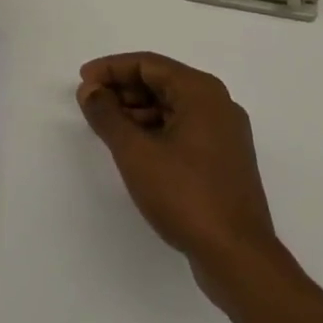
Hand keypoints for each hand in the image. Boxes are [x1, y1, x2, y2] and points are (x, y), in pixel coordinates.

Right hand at [78, 53, 279, 291]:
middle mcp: (218, 103)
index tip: (83, 81)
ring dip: (138, 111)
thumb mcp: (136, 153)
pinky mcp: (225, 161)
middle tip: (91, 104)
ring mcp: (225, 133)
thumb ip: (108, 115)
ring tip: (107, 127)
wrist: (238, 258)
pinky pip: (184, 130)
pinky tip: (135, 149)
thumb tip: (90, 90)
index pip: (148, 64)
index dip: (111, 69)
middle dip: (123, 90)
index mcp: (201, 91)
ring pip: (173, 108)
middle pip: (162, 82)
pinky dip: (156, 131)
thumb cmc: (185, 195)